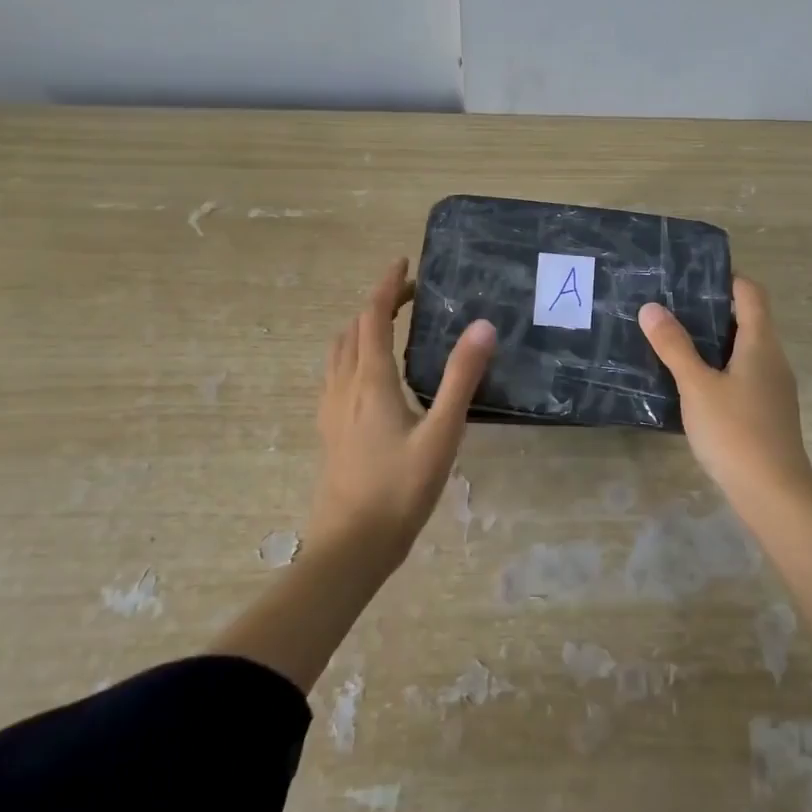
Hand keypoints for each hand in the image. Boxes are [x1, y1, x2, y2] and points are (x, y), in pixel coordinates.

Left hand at [309, 257, 495, 573]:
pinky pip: (335, 374)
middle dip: (377, 304)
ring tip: (388, 325)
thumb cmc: (399, 490)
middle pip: (353, 330)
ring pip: (339, 352)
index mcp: (370, 381)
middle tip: (409, 295)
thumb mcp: (441, 434)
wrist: (350, 548)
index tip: (403, 263)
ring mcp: (331, 410)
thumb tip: (482, 326)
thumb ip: (460, 378)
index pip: (373, 318)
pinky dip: (351, 354)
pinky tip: (366, 375)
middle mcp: (344, 387)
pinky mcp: (329, 431)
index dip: (386, 286)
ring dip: (360, 328)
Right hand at [638, 277, 811, 518]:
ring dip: (714, 340)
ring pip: (744, 349)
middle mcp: (773, 359)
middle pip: (748, 319)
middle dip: (712, 309)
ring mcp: (773, 387)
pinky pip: (743, 374)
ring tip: (674, 339)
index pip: (751, 293)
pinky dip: (720, 366)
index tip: (691, 276)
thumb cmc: (735, 432)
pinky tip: (692, 382)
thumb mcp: (697, 386)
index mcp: (761, 343)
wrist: (774, 494)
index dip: (727, 278)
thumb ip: (674, 346)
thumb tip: (651, 307)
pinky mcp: (768, 411)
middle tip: (671, 306)